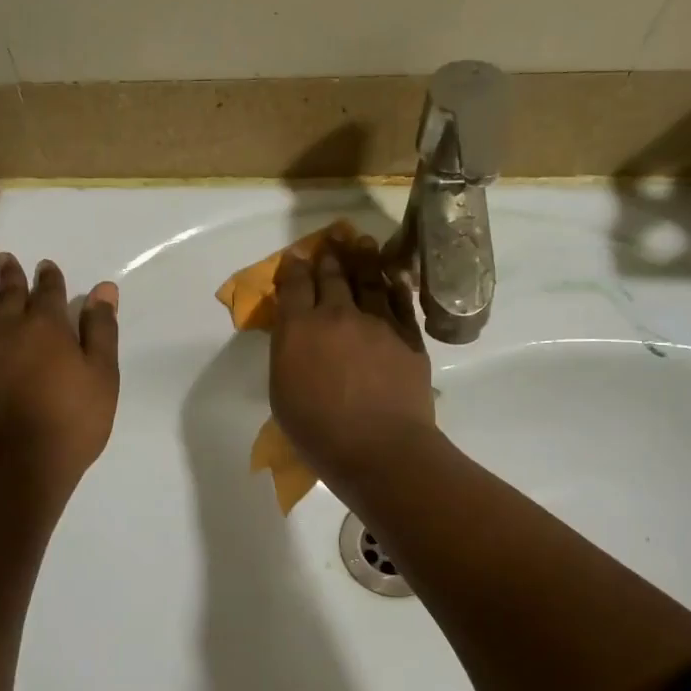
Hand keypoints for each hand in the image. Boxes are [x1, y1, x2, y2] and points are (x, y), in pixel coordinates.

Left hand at [0, 253, 120, 505]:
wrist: (23, 465)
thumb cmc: (73, 419)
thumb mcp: (102, 375)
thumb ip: (101, 330)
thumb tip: (103, 290)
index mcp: (45, 327)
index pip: (48, 292)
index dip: (49, 277)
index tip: (46, 265)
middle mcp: (8, 332)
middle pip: (7, 296)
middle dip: (9, 276)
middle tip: (3, 258)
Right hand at [270, 235, 434, 491]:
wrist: (378, 447)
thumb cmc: (318, 430)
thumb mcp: (282, 392)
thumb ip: (287, 354)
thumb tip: (295, 335)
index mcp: (299, 328)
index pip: (293, 286)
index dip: (293, 269)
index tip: (295, 259)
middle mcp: (336, 315)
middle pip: (332, 276)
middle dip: (328, 257)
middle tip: (331, 243)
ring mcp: (376, 323)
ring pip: (368, 280)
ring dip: (363, 259)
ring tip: (362, 243)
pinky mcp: (407, 337)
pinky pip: (400, 301)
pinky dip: (394, 286)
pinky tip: (392, 278)